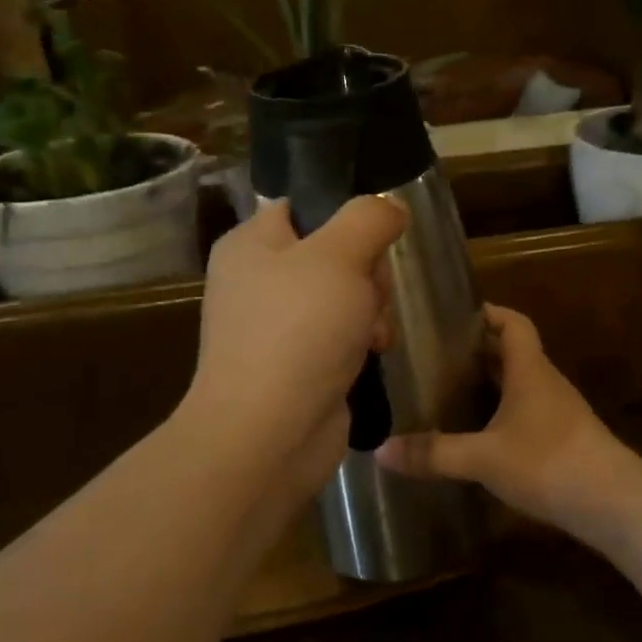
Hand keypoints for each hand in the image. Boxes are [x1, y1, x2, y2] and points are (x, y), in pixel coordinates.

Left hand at [183, 197, 405, 502]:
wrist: (269, 435)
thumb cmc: (297, 332)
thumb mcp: (339, 256)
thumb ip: (369, 218)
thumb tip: (390, 206)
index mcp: (252, 244)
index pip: (305, 206)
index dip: (346, 216)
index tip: (374, 237)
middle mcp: (259, 280)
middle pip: (335, 252)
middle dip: (366, 274)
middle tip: (367, 295)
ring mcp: (278, 326)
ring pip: (346, 295)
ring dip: (371, 311)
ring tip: (372, 334)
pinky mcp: (298, 363)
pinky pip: (342, 334)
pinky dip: (361, 342)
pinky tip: (372, 355)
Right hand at [376, 304, 638, 535]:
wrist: (614, 503)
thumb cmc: (548, 462)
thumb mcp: (483, 458)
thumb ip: (434, 453)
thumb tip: (380, 450)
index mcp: (530, 370)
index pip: (513, 323)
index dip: (489, 313)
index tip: (456, 315)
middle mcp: (546, 383)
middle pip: (514, 353)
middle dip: (479, 350)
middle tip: (437, 355)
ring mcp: (559, 412)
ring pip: (521, 384)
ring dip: (492, 383)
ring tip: (451, 390)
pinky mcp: (564, 440)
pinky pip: (528, 412)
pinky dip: (503, 412)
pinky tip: (481, 433)